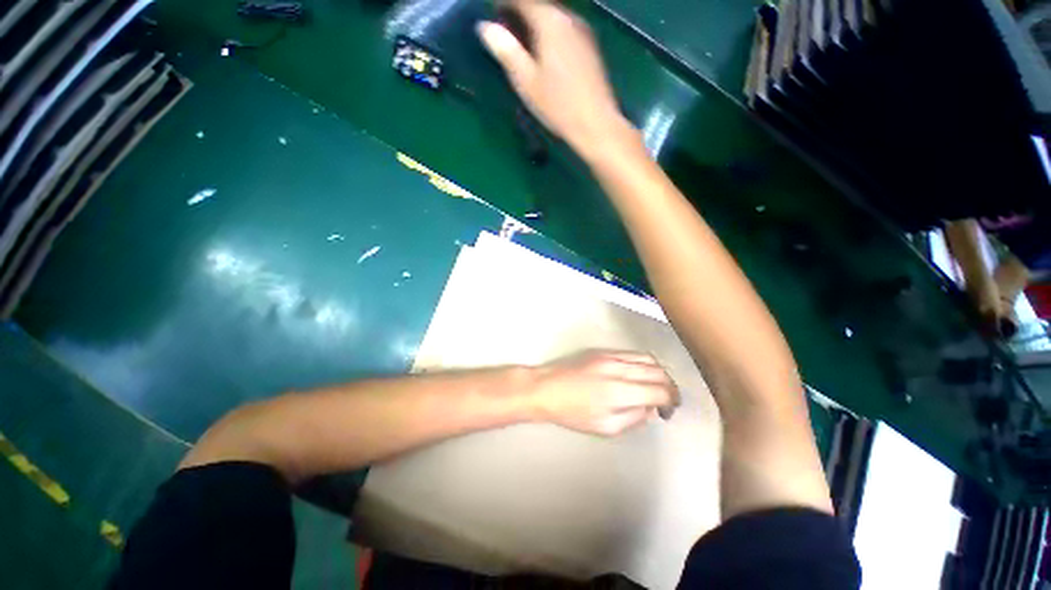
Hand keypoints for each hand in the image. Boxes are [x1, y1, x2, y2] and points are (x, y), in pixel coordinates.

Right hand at [477, 0, 633, 156]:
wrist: (596, 124)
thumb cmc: (558, 105)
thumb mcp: (526, 82)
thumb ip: (506, 51)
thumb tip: (485, 27)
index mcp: (550, 22)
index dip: (503, 2)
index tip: (492, 11)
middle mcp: (569, 18)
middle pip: (539, 4)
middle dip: (519, 10)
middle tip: (504, 26)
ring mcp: (583, 32)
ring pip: (554, 16)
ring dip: (535, 21)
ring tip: (522, 39)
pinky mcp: (590, 47)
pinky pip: (565, 28)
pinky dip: (549, 31)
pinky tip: (544, 51)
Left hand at [527, 350, 679, 435]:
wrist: (547, 388)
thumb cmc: (572, 413)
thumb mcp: (606, 428)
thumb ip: (634, 419)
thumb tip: (651, 409)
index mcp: (618, 392)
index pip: (660, 391)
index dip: (671, 401)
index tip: (669, 409)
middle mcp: (617, 369)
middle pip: (658, 372)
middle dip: (669, 386)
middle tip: (666, 400)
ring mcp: (610, 356)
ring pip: (648, 359)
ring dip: (658, 373)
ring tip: (655, 387)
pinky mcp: (603, 351)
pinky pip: (632, 354)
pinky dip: (644, 364)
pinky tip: (639, 375)